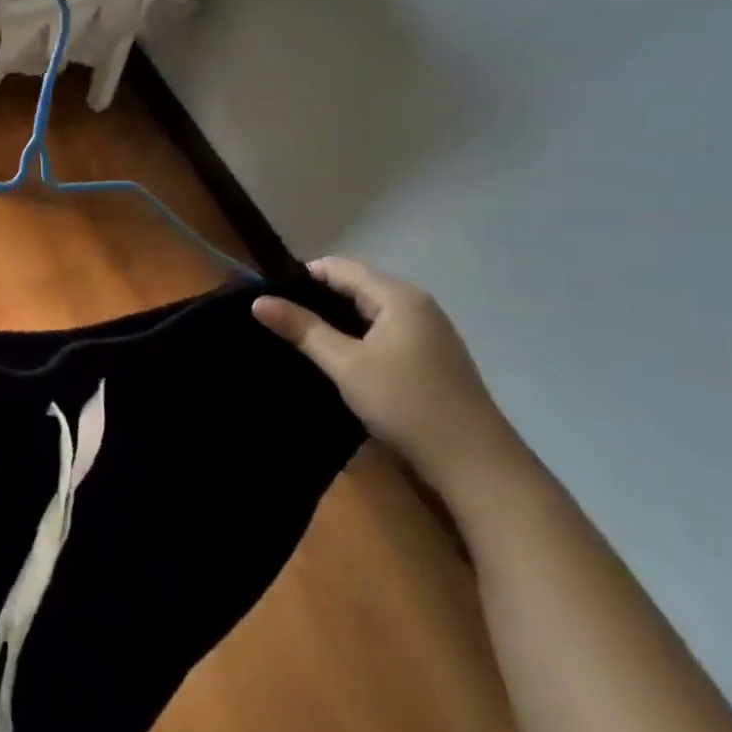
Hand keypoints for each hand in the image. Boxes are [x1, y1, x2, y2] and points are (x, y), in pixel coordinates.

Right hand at [253, 259, 526, 495]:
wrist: (474, 463)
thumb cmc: (405, 403)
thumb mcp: (345, 364)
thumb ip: (302, 329)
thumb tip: (258, 301)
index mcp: (398, 297)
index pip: (339, 268)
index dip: (300, 277)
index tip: (266, 296)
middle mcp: (416, 306)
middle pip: (355, 287)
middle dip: (314, 299)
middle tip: (275, 319)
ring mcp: (426, 333)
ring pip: (367, 312)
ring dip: (333, 321)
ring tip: (295, 338)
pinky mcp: (427, 358)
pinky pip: (380, 333)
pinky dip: (354, 338)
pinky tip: (333, 358)